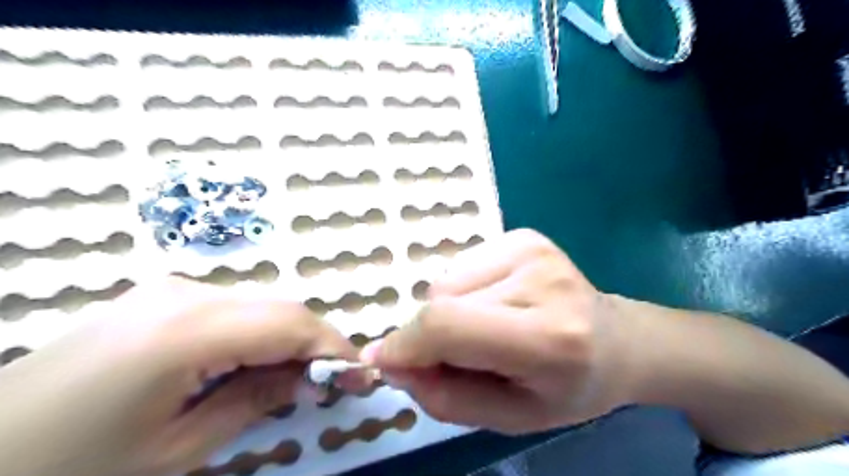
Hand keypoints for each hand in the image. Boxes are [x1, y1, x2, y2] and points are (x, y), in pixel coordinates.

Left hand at [0, 277, 362, 475]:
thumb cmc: (73, 465)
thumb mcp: (177, 449)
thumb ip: (255, 401)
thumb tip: (312, 380)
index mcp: (189, 329)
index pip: (291, 324)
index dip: (334, 347)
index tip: (361, 375)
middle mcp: (187, 293)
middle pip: (281, 307)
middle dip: (317, 342)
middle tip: (335, 380)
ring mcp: (173, 288)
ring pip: (262, 304)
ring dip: (290, 337)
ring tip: (299, 377)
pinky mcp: (164, 296)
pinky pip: (235, 307)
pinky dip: (261, 332)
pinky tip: (256, 362)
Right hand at [357, 231, 635, 434]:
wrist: (617, 342)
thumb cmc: (567, 390)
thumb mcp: (508, 417)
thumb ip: (443, 396)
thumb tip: (391, 361)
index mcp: (547, 338)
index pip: (449, 325)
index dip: (405, 343)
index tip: (383, 361)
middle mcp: (541, 280)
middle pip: (441, 299)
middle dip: (431, 333)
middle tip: (460, 355)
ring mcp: (532, 249)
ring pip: (446, 281)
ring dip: (450, 311)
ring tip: (489, 327)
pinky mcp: (523, 236)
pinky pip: (462, 265)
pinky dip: (465, 291)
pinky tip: (499, 303)